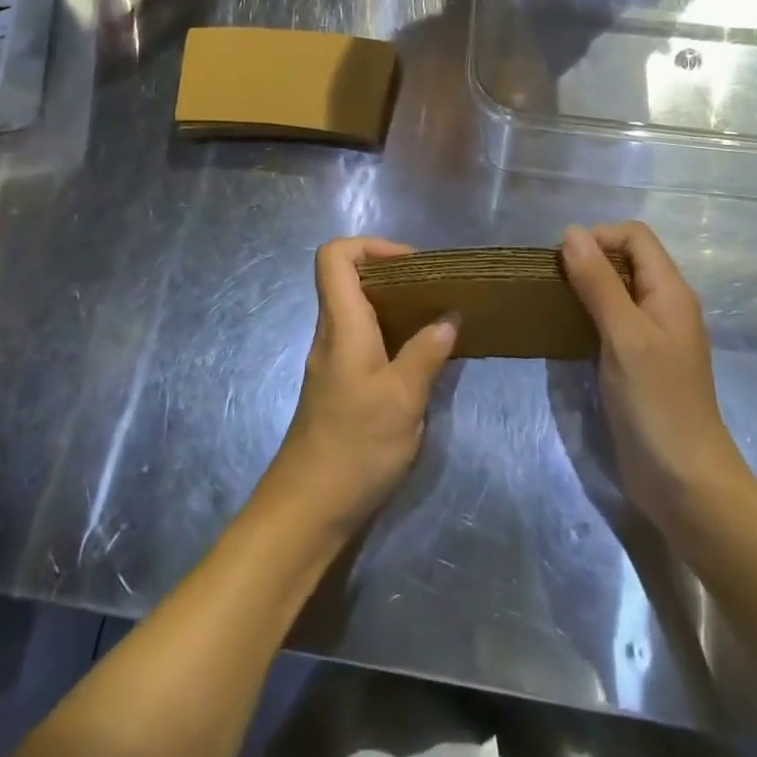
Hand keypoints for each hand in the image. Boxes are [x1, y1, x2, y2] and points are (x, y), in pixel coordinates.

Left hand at [259, 238, 457, 541]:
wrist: (308, 510)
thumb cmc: (354, 446)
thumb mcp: (403, 398)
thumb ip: (427, 352)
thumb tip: (449, 316)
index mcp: (342, 324)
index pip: (334, 256)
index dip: (370, 246)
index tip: (412, 264)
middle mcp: (332, 333)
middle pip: (349, 277)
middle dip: (394, 273)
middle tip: (435, 291)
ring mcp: (334, 359)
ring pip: (359, 309)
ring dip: (397, 305)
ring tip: (437, 318)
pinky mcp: (341, 384)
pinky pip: (365, 338)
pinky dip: (393, 334)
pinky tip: (422, 357)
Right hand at [561, 223, 751, 541]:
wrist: (685, 484)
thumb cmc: (657, 403)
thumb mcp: (624, 335)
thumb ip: (598, 282)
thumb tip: (571, 232)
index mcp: (670, 291)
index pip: (635, 236)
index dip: (600, 237)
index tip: (564, 261)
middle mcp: (665, 306)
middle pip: (627, 259)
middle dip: (589, 260)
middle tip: (554, 283)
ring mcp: (653, 337)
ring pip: (618, 290)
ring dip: (587, 288)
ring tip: (555, 303)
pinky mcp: (640, 363)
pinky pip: (614, 321)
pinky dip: (590, 316)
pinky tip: (568, 333)